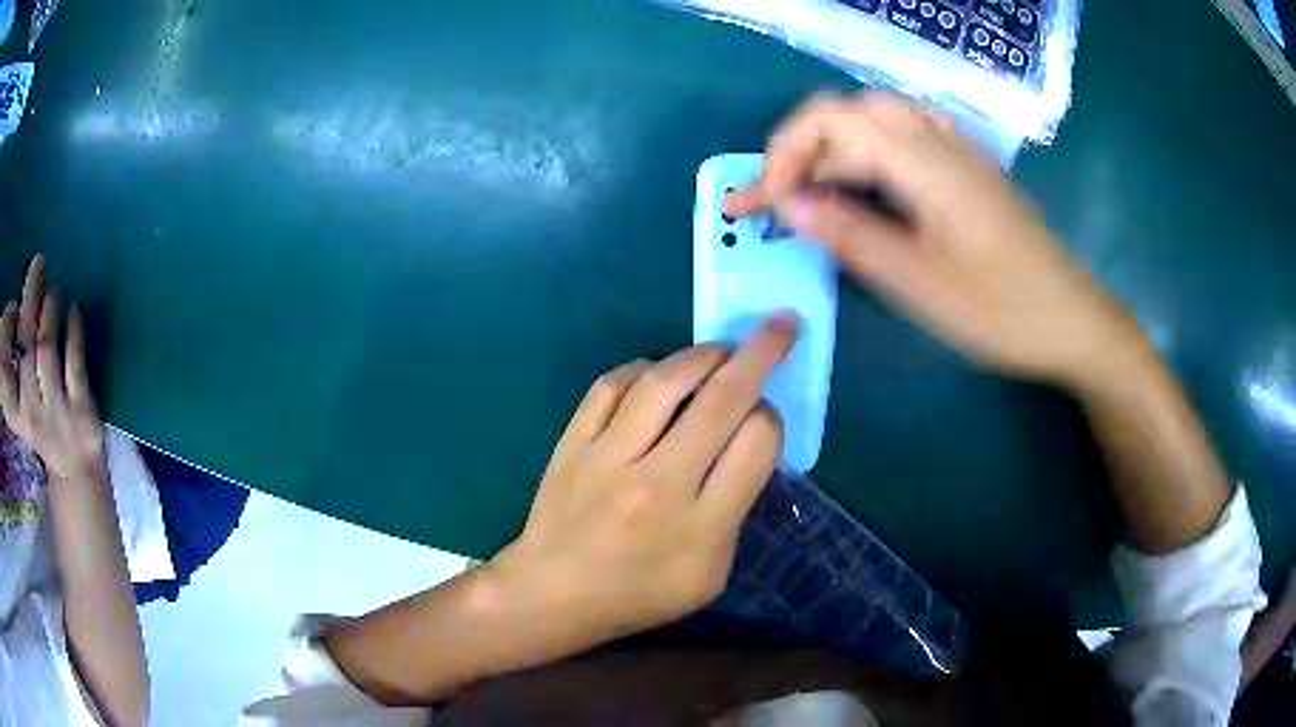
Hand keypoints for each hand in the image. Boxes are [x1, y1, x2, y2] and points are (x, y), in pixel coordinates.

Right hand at [0, 255, 104, 479]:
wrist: (76, 471)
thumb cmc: (42, 421)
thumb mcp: (22, 401)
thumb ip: (15, 364)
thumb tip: (15, 308)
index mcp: (16, 413)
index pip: (4, 376)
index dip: (5, 336)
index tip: (12, 306)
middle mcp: (31, 415)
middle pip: (26, 347)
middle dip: (31, 298)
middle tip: (39, 262)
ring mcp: (56, 416)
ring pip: (46, 349)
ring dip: (50, 309)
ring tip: (55, 289)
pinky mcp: (81, 414)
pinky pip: (74, 362)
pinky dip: (74, 330)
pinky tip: (74, 309)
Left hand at [494, 314, 796, 639]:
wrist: (553, 594)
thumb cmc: (639, 593)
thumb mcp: (709, 575)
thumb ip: (734, 511)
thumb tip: (745, 444)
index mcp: (700, 526)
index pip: (756, 443)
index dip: (771, 418)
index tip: (765, 417)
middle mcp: (657, 483)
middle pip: (720, 400)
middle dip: (761, 354)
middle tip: (779, 326)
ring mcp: (608, 457)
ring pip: (665, 381)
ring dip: (703, 354)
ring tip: (721, 352)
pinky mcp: (573, 442)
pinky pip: (612, 385)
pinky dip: (643, 369)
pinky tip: (657, 375)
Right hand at [727, 92, 1143, 387]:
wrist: (1071, 318)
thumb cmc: (1001, 310)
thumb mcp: (920, 285)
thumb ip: (852, 236)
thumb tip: (791, 205)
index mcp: (923, 162)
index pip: (830, 121)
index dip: (784, 154)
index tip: (764, 205)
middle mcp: (937, 139)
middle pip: (849, 112)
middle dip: (804, 149)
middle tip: (785, 201)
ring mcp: (957, 149)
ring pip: (878, 120)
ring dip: (836, 148)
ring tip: (819, 194)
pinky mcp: (969, 167)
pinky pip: (907, 134)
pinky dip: (870, 150)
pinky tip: (871, 183)